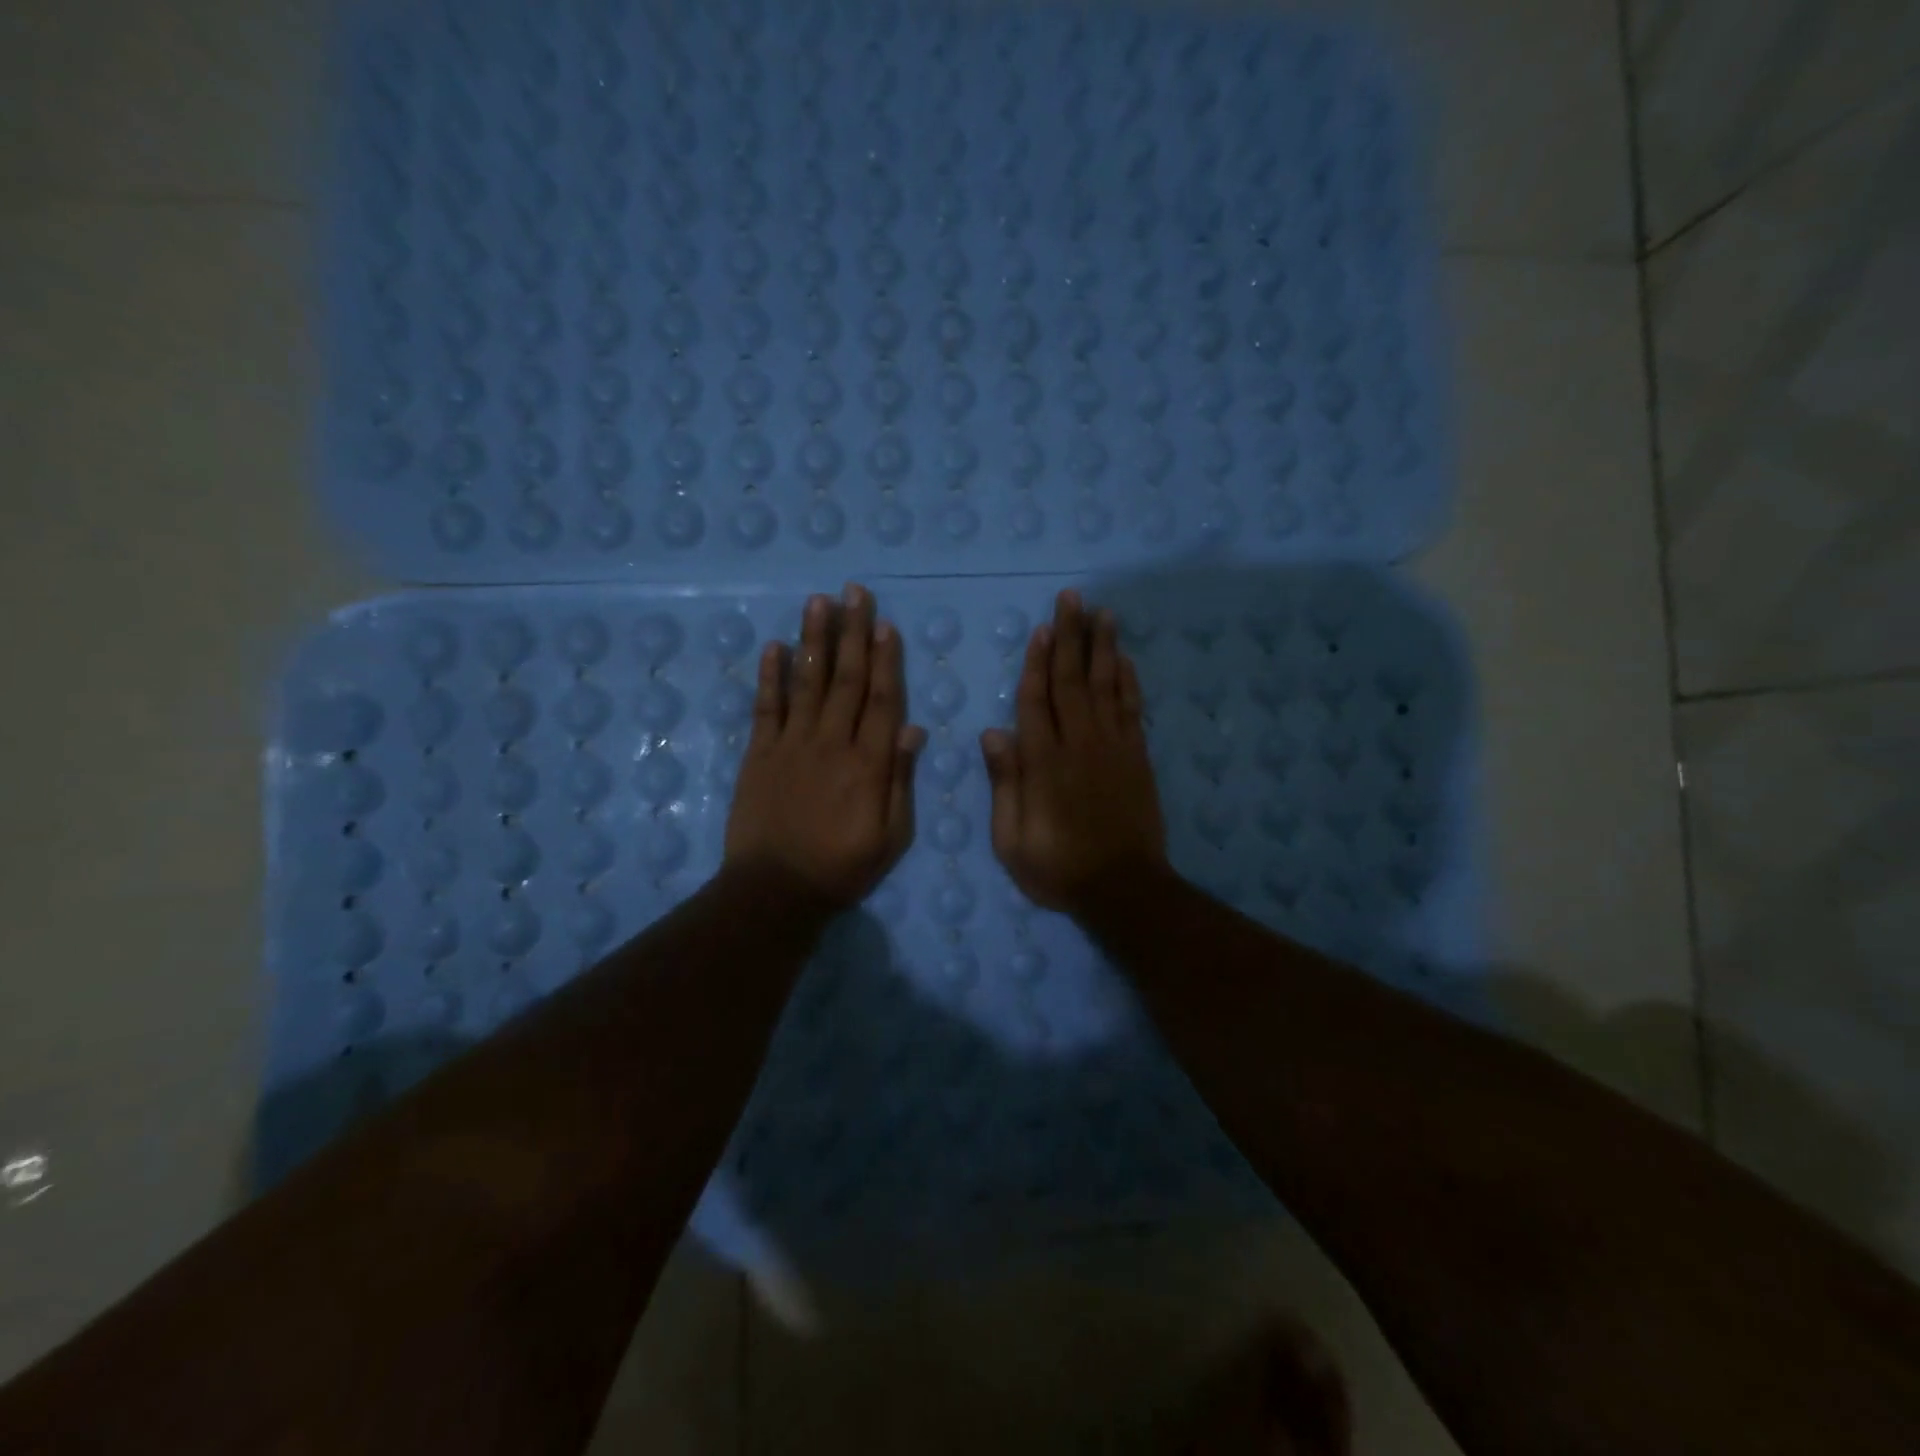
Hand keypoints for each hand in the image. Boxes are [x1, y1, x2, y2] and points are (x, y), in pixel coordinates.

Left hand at [724, 584, 926, 909]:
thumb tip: (912, 729)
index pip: (881, 700)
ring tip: (819, 602)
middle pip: (846, 680)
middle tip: (855, 593)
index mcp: (868, 764)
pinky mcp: (759, 754)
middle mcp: (831, 743)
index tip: (886, 625)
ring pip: (807, 683)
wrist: (775, 890)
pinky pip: (766, 707)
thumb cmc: (842, 867)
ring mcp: (791, 745)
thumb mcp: (891, 836)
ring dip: (814, 640)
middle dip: (853, 633)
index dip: (886, 660)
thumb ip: (900, 781)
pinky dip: (770, 676)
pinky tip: (775, 646)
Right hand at [980, 590, 1167, 914]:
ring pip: (1106, 686)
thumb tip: (993, 733)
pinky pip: (1133, 709)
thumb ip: (1005, 784)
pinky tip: (1125, 658)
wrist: (1123, 889)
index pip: (1037, 701)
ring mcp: (1113, 748)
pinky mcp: (1137, 757)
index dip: (1037, 663)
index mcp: (1044, 763)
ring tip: (1102, 612)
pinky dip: (1129, 680)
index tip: (1041, 629)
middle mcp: (1079, 745)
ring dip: (1103, 647)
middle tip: (1072, 598)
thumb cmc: (1058, 868)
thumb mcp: (1012, 840)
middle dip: (1071, 637)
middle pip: (1073, 681)